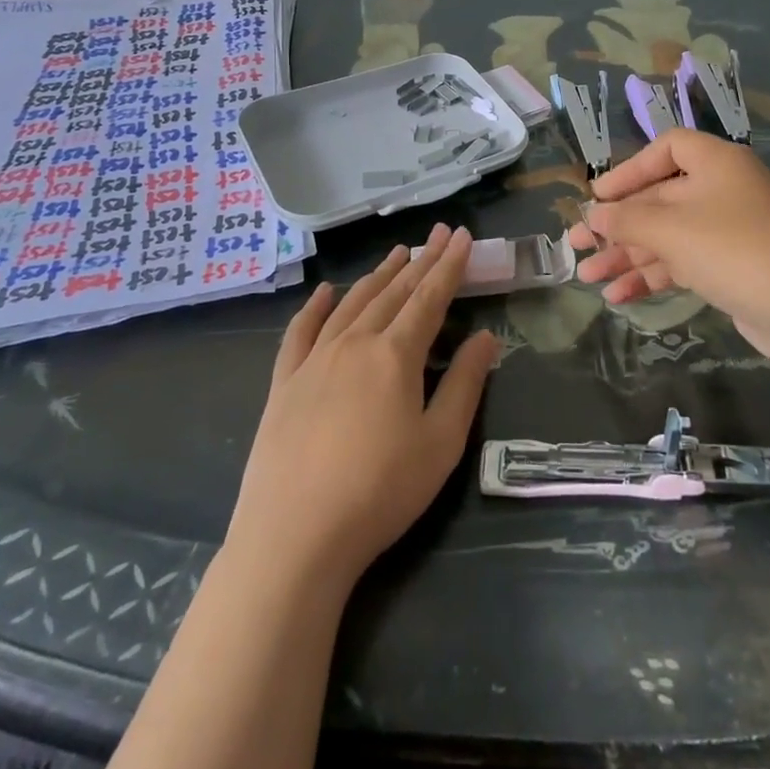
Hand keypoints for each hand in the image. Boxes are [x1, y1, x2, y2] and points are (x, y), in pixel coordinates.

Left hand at [227, 226, 498, 592]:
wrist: (293, 535)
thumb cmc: (379, 492)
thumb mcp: (440, 443)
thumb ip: (464, 384)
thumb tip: (485, 337)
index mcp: (395, 354)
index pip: (430, 297)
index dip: (450, 266)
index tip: (463, 236)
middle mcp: (354, 343)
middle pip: (393, 292)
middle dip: (420, 260)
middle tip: (438, 233)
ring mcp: (314, 359)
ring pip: (352, 303)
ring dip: (378, 275)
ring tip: (397, 253)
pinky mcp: (284, 382)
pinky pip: (300, 331)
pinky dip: (316, 306)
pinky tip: (325, 291)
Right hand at [568, 130, 769, 343]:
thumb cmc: (733, 250)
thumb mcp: (670, 229)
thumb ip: (625, 219)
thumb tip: (592, 214)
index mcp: (716, 163)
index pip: (667, 148)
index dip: (630, 168)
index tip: (600, 196)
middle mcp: (721, 190)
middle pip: (658, 198)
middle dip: (616, 224)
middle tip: (575, 244)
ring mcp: (727, 230)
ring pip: (665, 235)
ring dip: (626, 255)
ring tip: (587, 277)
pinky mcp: (729, 266)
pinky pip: (680, 262)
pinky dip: (651, 276)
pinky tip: (618, 296)